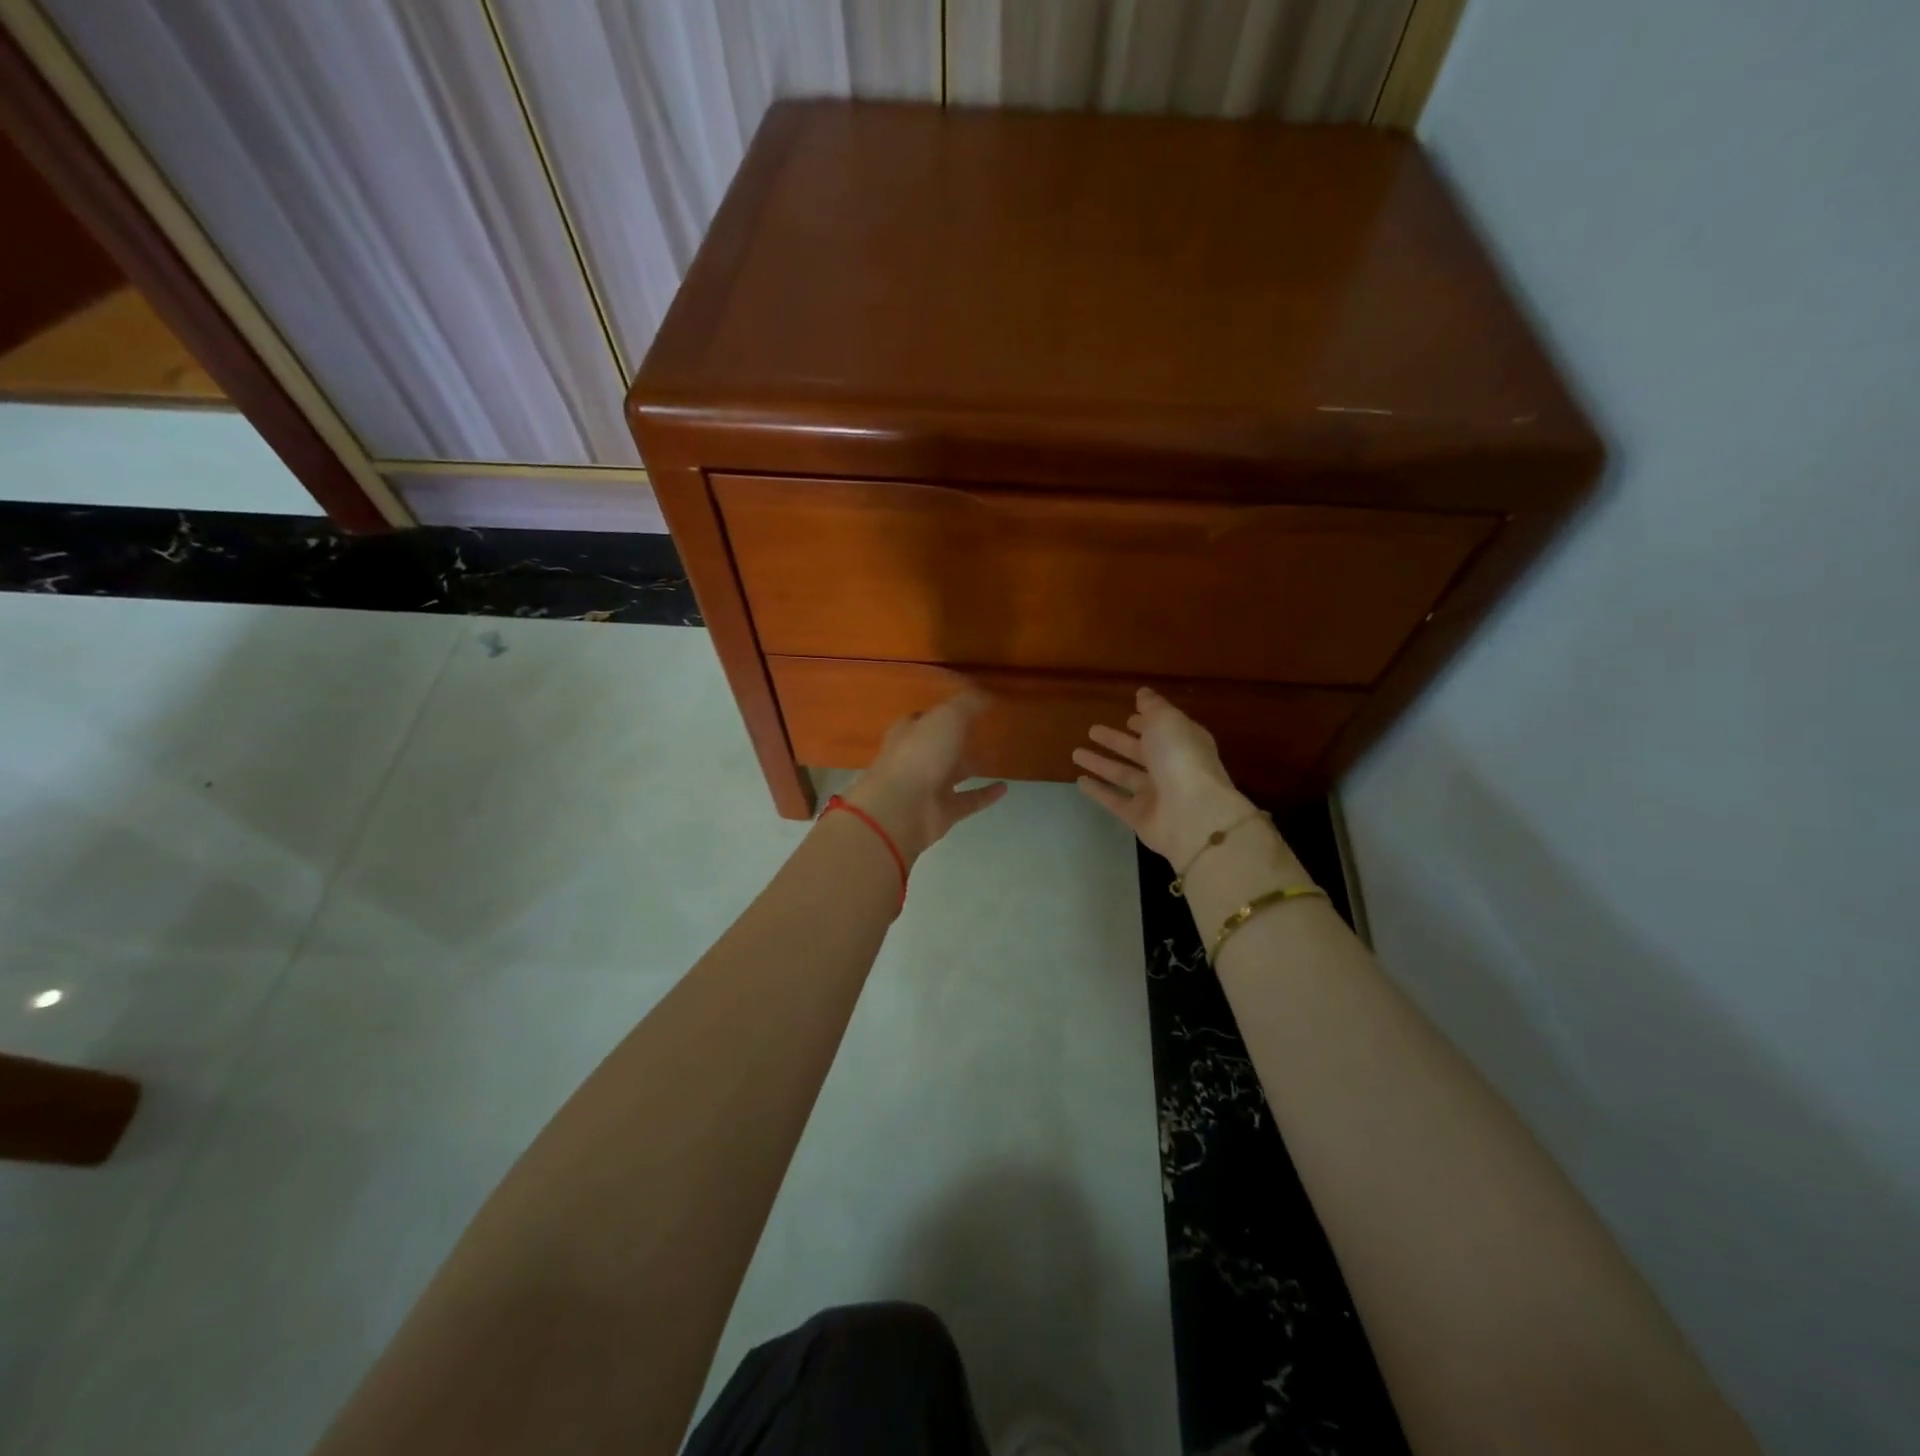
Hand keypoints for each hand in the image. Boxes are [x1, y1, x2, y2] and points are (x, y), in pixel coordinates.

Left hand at [845, 692, 1007, 864]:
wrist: (903, 809)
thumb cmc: (920, 754)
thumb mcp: (947, 718)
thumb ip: (966, 705)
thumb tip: (985, 695)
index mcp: (908, 733)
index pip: (924, 719)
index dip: (942, 712)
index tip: (966, 707)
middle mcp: (915, 759)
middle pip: (938, 746)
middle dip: (955, 740)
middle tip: (983, 732)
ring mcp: (928, 788)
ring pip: (952, 774)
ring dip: (970, 767)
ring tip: (997, 757)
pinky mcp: (942, 812)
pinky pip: (968, 800)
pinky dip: (985, 794)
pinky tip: (1005, 788)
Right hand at [1074, 687, 1258, 864]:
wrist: (1193, 815)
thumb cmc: (1181, 759)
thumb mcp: (1167, 721)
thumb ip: (1153, 707)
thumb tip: (1143, 693)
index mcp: (1183, 742)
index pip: (1163, 729)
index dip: (1146, 722)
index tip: (1128, 716)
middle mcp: (1171, 768)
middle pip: (1140, 752)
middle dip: (1117, 741)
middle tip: (1092, 730)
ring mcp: (1156, 795)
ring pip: (1124, 775)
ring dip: (1101, 764)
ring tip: (1076, 753)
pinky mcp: (1140, 817)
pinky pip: (1115, 801)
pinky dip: (1099, 791)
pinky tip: (1080, 782)